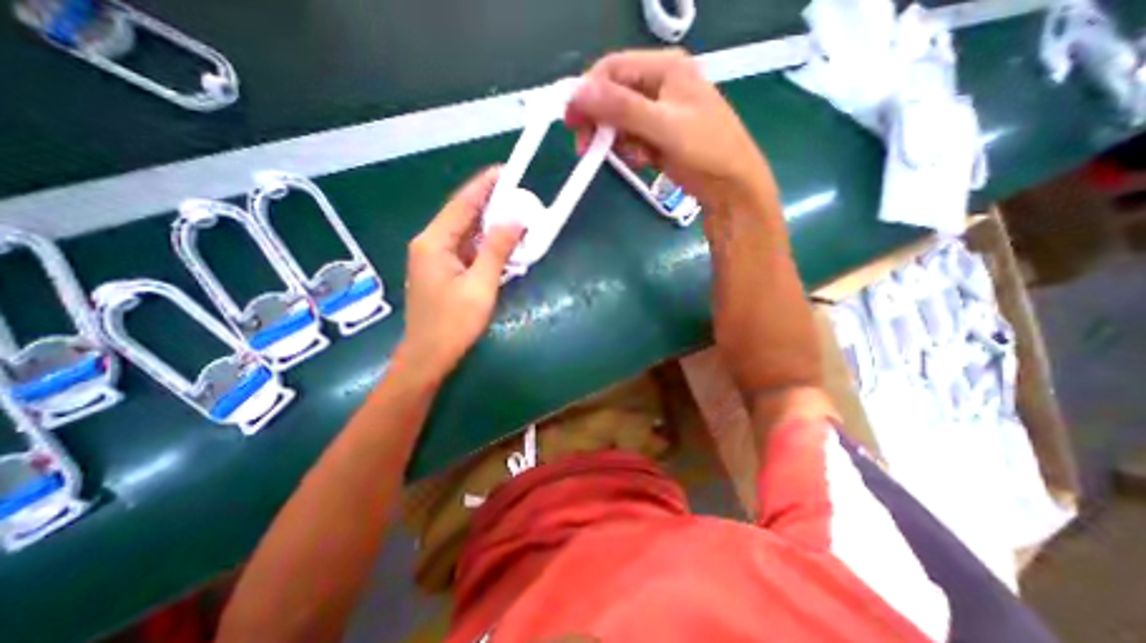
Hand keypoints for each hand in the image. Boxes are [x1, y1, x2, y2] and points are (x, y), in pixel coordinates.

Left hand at [392, 169, 521, 383]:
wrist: (428, 357)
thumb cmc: (453, 324)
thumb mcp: (480, 286)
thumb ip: (497, 250)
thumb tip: (515, 220)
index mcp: (433, 242)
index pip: (462, 203)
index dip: (484, 185)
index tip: (506, 171)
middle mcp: (430, 243)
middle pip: (463, 215)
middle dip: (490, 204)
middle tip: (519, 196)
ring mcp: (434, 258)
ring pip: (465, 233)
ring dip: (489, 226)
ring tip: (516, 217)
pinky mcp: (441, 271)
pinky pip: (465, 249)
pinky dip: (485, 245)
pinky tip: (502, 245)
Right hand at [567, 51, 779, 211]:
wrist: (731, 185)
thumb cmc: (705, 150)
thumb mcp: (664, 126)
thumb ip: (622, 108)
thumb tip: (578, 93)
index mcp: (665, 68)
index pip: (612, 69)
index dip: (588, 93)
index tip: (571, 123)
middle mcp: (660, 84)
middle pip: (614, 95)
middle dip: (600, 122)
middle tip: (588, 148)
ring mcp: (659, 112)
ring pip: (620, 121)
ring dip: (617, 141)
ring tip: (633, 158)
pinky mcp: (659, 135)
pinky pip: (631, 139)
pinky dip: (630, 152)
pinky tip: (642, 161)